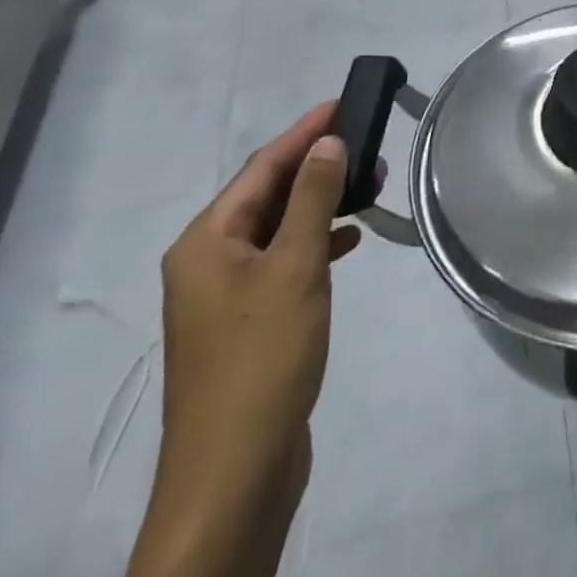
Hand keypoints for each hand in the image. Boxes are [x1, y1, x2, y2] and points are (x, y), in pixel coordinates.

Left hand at [111, 106, 363, 576]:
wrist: (234, 474)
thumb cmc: (262, 358)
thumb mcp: (295, 268)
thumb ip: (313, 199)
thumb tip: (327, 143)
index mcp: (206, 240)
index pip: (262, 167)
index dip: (304, 132)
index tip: (343, 102)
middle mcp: (208, 260)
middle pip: (267, 195)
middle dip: (318, 168)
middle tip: (370, 148)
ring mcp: (225, 295)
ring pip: (279, 229)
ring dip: (321, 205)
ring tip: (370, 188)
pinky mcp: (247, 322)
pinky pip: (283, 262)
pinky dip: (315, 244)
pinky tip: (349, 241)